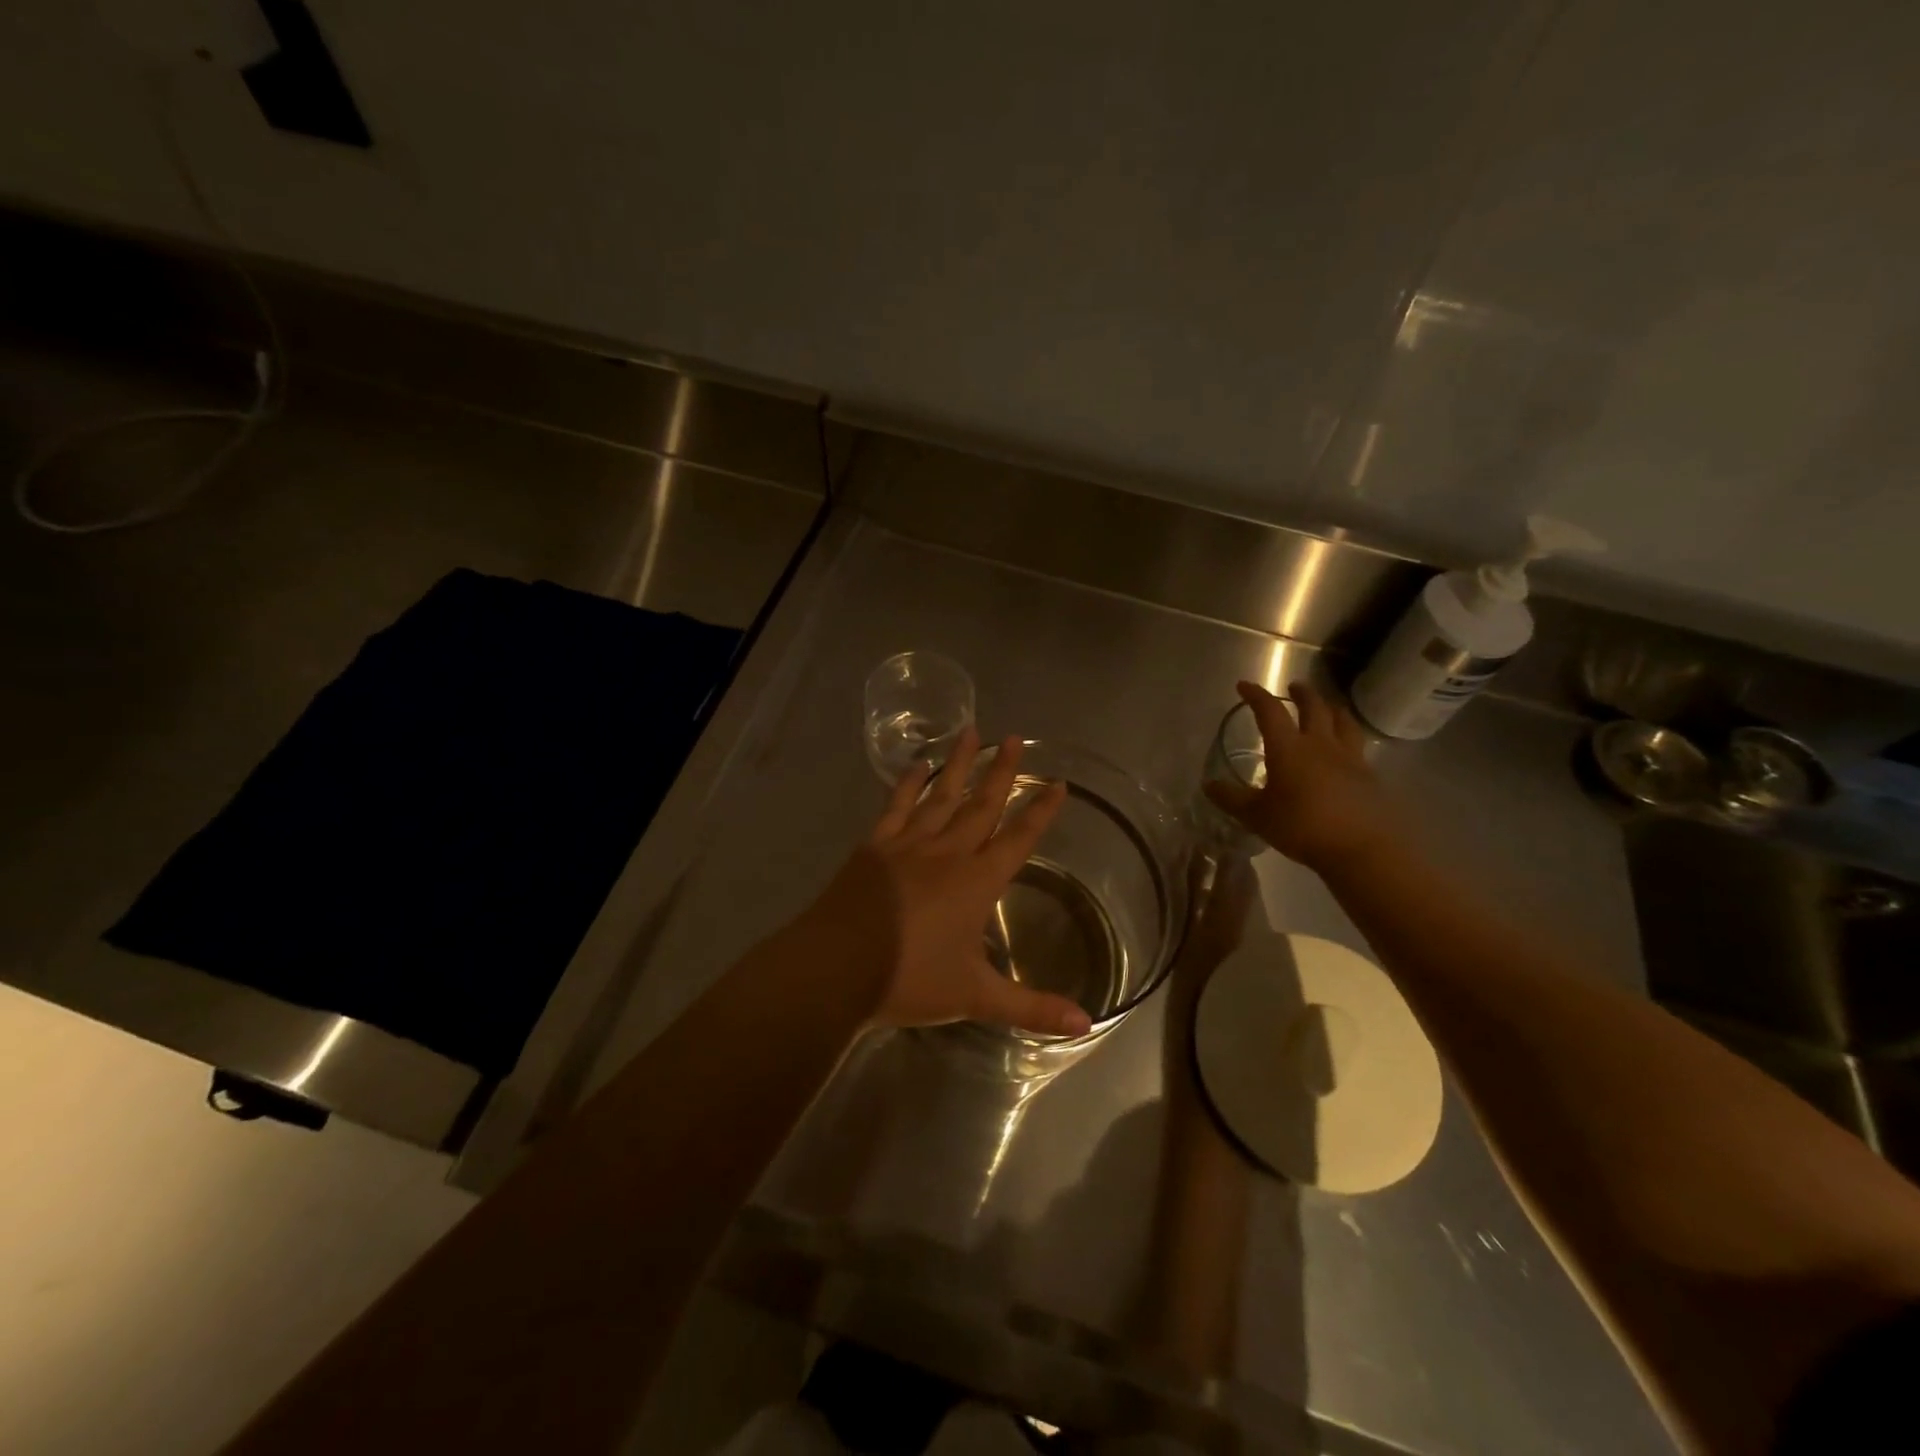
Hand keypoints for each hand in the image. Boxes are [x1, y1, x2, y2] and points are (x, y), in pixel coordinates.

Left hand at [791, 729, 1091, 1036]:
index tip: (1058, 783)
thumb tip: (1088, 1025)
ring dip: (959, 764)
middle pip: (982, 805)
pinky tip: (917, 765)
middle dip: (1002, 772)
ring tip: (972, 731)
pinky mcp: (875, 846)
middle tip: (1016, 738)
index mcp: (977, 882)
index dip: (1041, 811)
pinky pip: (897, 806)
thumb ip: (1033, 1009)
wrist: (837, 967)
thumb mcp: (976, 996)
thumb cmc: (909, 979)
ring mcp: (908, 844)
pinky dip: (909, 784)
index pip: (1019, 838)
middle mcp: (948, 852)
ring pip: (942, 795)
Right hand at [1203, 680, 1398, 872]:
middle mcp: (1319, 745)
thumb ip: (1231, 798)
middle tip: (1294, 686)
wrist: (1362, 847)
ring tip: (1328, 707)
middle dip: (1302, 694)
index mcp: (1288, 748)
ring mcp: (1349, 758)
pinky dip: (1348, 737)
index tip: (1244, 686)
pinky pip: (1357, 746)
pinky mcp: (1368, 775)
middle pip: (1314, 708)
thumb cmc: (1302, 827)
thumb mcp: (1257, 816)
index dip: (1256, 695)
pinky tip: (1345, 749)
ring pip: (1342, 722)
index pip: (1270, 711)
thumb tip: (1208, 785)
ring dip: (1332, 709)